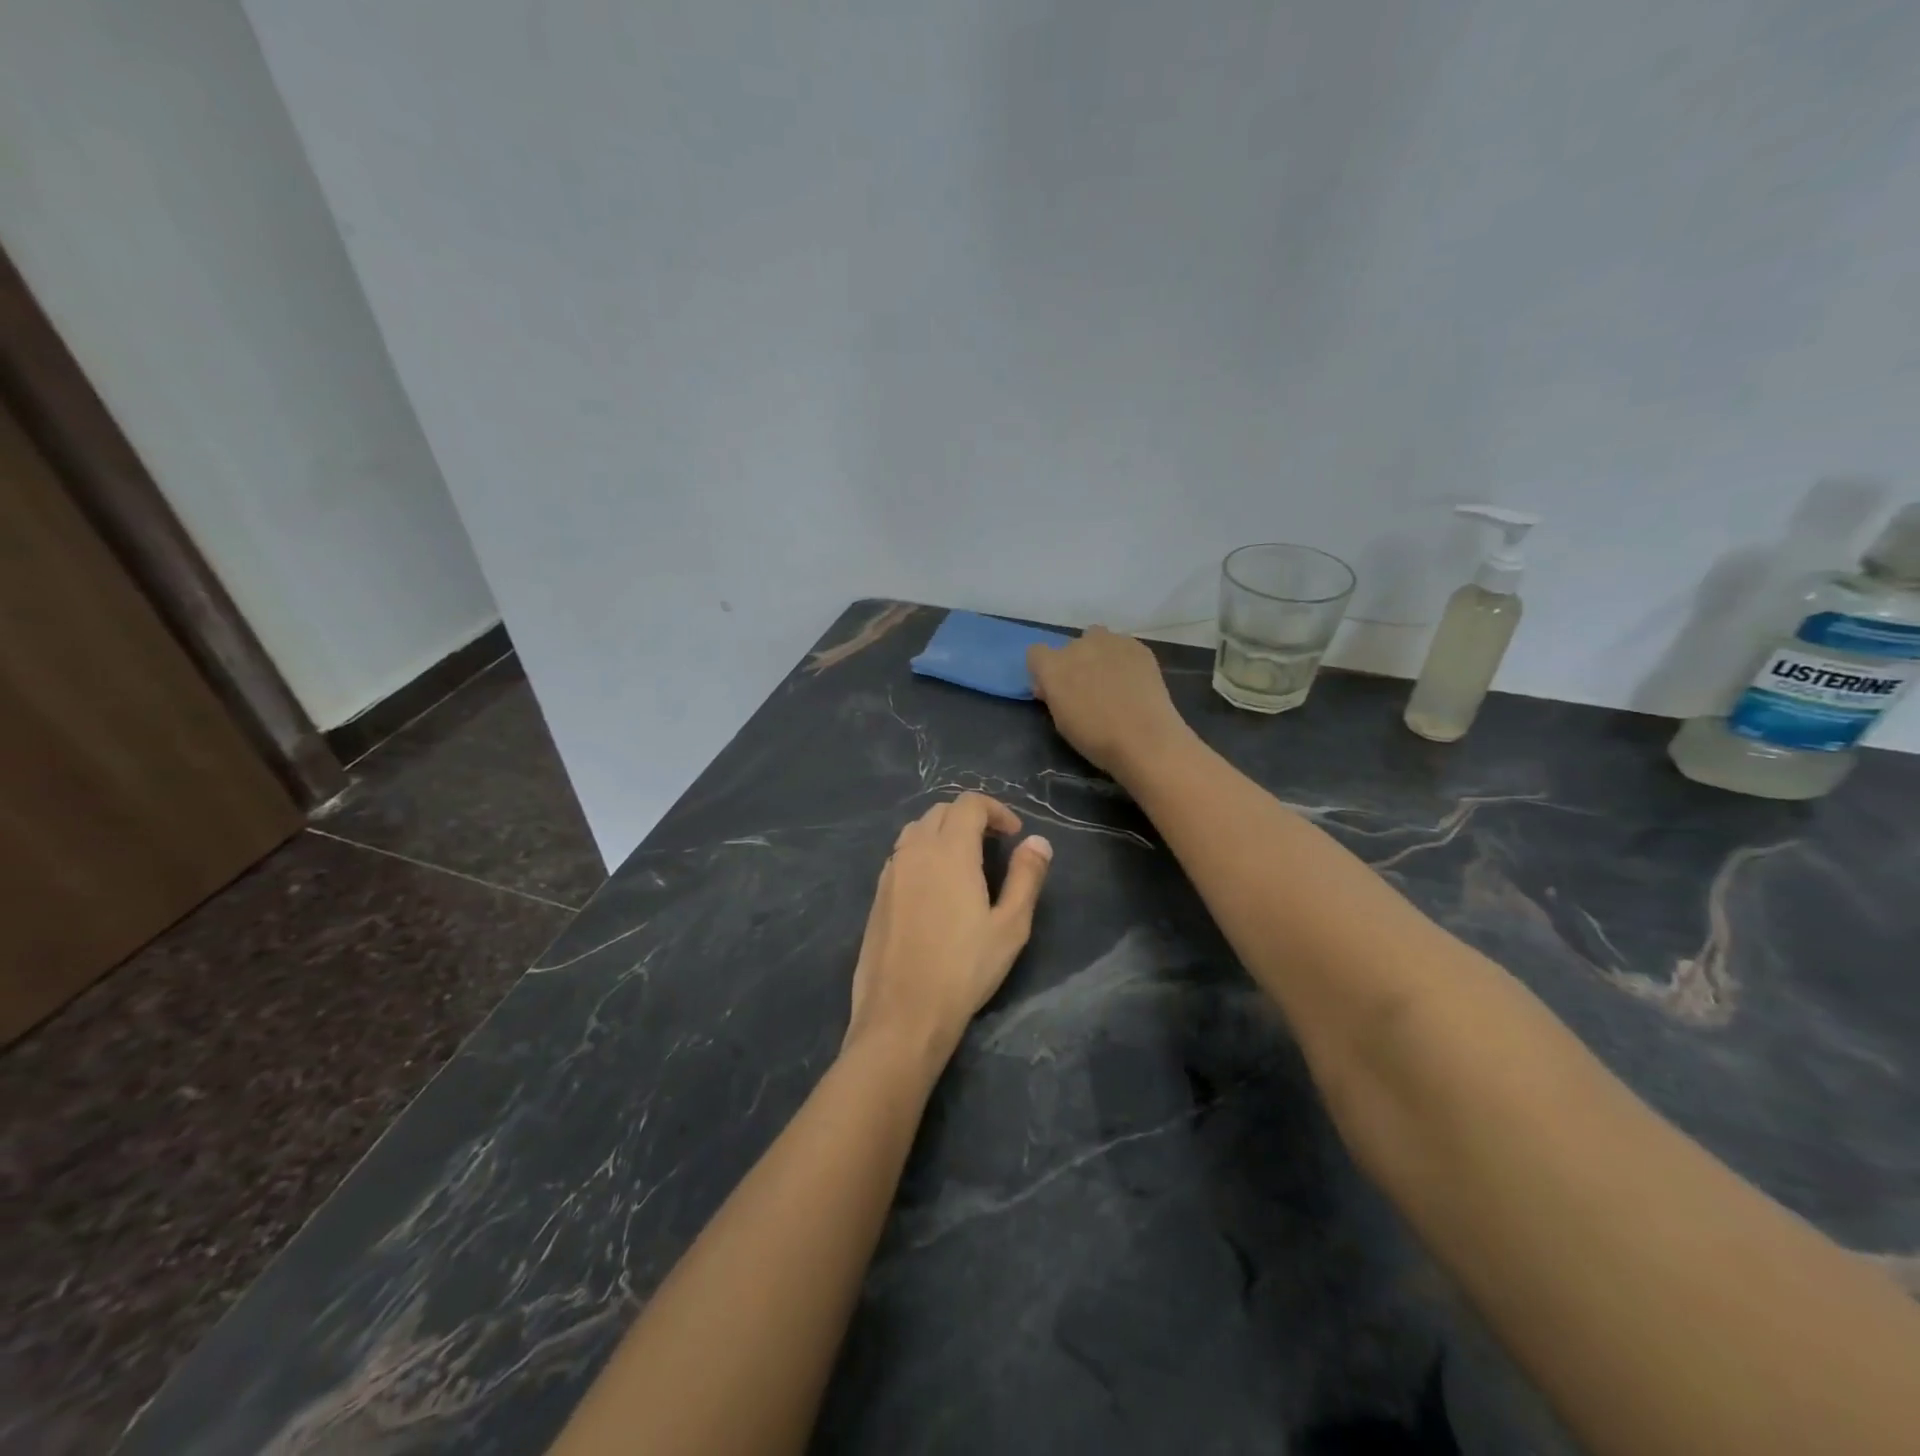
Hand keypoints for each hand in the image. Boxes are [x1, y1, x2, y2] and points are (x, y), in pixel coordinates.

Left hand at [845, 793, 1051, 1066]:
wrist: (903, 1013)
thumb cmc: (964, 969)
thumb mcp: (1010, 926)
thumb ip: (1026, 877)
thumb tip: (1038, 841)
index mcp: (949, 851)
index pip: (969, 804)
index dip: (996, 810)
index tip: (1014, 834)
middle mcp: (915, 851)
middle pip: (941, 811)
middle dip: (970, 817)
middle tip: (995, 844)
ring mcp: (890, 872)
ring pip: (916, 830)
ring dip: (943, 832)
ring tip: (965, 861)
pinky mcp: (877, 894)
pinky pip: (901, 855)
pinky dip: (922, 852)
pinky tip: (936, 886)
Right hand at [1026, 626, 1189, 778]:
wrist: (1145, 739)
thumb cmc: (1095, 739)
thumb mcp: (1060, 721)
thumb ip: (1053, 696)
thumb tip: (1051, 686)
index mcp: (1053, 666)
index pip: (1036, 653)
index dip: (1043, 670)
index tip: (1053, 688)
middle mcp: (1078, 646)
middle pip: (1069, 647)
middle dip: (1074, 663)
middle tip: (1087, 688)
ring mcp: (1110, 642)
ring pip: (1097, 638)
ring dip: (1098, 653)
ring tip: (1112, 679)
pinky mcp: (1138, 646)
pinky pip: (1122, 645)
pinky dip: (1123, 658)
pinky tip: (1133, 681)